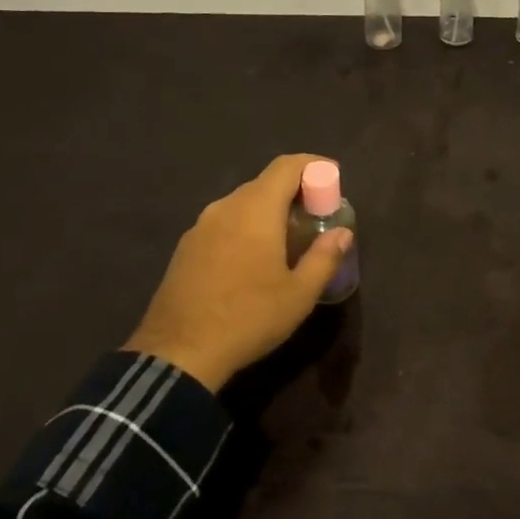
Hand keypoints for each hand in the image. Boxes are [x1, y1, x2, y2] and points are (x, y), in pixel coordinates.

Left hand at [123, 154, 353, 390]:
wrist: (177, 354)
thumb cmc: (248, 317)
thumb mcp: (299, 294)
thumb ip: (324, 257)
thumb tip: (342, 233)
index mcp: (255, 209)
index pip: (287, 166)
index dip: (313, 164)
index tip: (334, 177)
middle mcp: (225, 207)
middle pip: (265, 183)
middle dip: (295, 191)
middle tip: (317, 215)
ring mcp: (200, 227)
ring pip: (243, 204)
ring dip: (269, 211)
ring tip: (289, 239)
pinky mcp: (186, 248)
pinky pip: (224, 223)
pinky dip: (247, 227)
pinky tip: (254, 259)